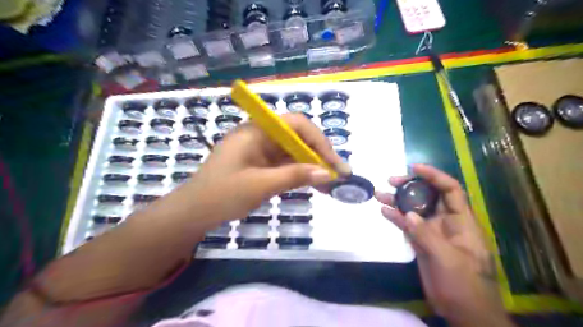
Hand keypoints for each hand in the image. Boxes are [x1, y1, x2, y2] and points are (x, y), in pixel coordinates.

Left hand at [189, 114, 346, 223]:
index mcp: (256, 131)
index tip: (332, 163)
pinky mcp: (261, 164)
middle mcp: (261, 135)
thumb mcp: (259, 185)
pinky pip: (286, 164)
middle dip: (319, 155)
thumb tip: (326, 173)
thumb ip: (293, 176)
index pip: (296, 124)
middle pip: (298, 137)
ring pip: (294, 152)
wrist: (194, 212)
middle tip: (339, 175)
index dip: (318, 140)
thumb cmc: (221, 195)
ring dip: (312, 165)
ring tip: (331, 184)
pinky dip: (301, 173)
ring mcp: (261, 150)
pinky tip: (314, 183)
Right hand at [376, 165, 507, 325]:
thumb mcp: (448, 259)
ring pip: (414, 209)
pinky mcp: (421, 242)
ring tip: (379, 193)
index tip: (415, 168)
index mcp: (461, 221)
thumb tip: (408, 214)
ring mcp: (431, 232)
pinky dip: (395, 217)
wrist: (462, 312)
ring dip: (398, 200)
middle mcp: (446, 222)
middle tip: (391, 180)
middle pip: (428, 196)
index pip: (450, 190)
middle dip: (411, 185)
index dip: (434, 176)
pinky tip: (383, 211)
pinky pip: (407, 225)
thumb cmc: (464, 285)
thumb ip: (427, 235)